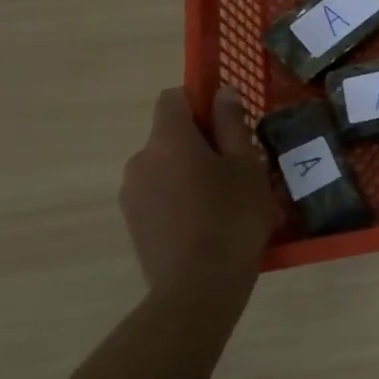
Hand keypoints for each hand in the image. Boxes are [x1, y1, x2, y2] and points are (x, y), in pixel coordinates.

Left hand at [119, 87, 274, 289]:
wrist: (199, 287)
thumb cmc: (232, 216)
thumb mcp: (246, 164)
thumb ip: (232, 123)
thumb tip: (222, 92)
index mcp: (168, 139)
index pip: (172, 98)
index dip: (199, 101)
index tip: (227, 122)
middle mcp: (140, 159)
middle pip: (169, 135)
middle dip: (198, 142)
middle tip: (235, 166)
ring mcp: (131, 194)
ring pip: (163, 167)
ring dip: (187, 172)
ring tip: (222, 200)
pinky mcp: (132, 224)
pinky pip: (157, 195)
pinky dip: (177, 198)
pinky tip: (204, 223)